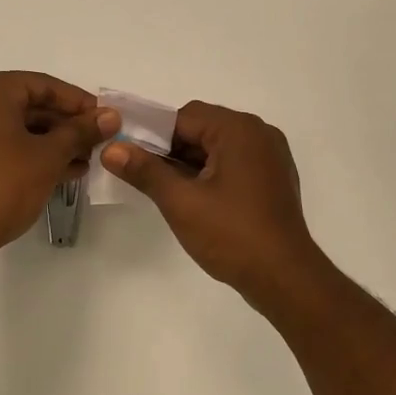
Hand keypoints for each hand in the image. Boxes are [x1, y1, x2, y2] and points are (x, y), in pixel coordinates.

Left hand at [0, 72, 119, 269]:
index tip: (105, 118)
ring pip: (20, 128)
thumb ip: (81, 131)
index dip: (78, 102)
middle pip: (31, 105)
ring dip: (55, 142)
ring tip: (88, 159)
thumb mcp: (49, 156)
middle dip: (68, 125)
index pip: (44, 85)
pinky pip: (7, 145)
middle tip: (99, 141)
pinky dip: (34, 154)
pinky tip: (66, 171)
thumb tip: (111, 116)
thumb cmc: (4, 184)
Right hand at [101, 101, 326, 300]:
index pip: (183, 117)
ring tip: (166, 190)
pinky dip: (211, 173)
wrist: (284, 277)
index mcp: (238, 129)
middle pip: (201, 128)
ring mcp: (270, 156)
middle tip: (144, 176)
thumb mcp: (180, 202)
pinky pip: (234, 162)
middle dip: (170, 150)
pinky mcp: (273, 178)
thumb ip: (144, 171)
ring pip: (217, 146)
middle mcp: (259, 133)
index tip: (129, 157)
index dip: (151, 135)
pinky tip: (195, 199)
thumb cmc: (231, 234)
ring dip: (189, 163)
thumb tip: (111, 149)